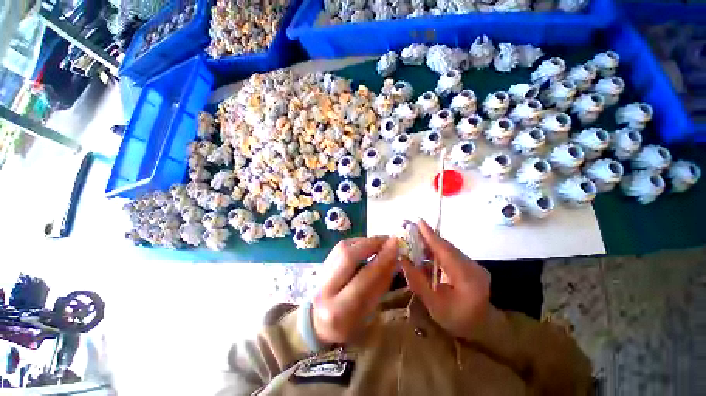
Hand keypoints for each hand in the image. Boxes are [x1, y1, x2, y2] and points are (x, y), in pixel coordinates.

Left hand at [313, 236, 398, 344]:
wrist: (320, 323)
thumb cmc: (349, 324)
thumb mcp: (369, 312)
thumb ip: (381, 284)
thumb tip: (394, 258)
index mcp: (339, 311)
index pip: (364, 278)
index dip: (382, 259)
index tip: (396, 244)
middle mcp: (325, 290)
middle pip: (348, 256)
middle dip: (371, 244)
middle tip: (388, 240)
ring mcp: (319, 275)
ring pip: (342, 248)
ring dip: (364, 241)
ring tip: (380, 242)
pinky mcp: (321, 265)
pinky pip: (339, 247)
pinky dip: (356, 243)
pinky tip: (366, 245)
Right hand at [400, 219, 490, 340]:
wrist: (482, 328)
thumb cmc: (457, 320)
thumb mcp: (434, 305)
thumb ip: (417, 281)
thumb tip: (402, 260)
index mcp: (467, 279)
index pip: (445, 251)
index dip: (430, 236)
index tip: (418, 221)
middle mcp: (473, 267)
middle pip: (446, 247)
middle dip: (427, 238)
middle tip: (409, 229)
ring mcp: (473, 265)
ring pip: (447, 250)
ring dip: (430, 245)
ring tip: (413, 242)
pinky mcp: (470, 265)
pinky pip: (450, 255)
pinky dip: (436, 253)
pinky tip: (424, 256)